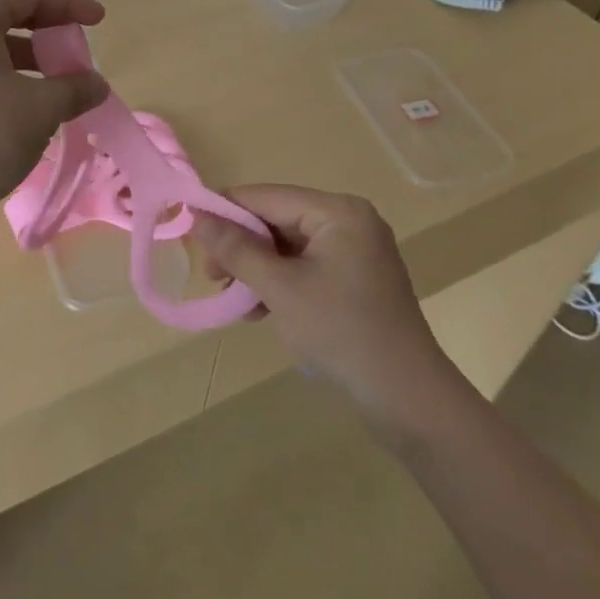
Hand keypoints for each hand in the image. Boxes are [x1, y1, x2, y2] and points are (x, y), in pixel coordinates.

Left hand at [0, 0, 111, 234]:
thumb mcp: (40, 110)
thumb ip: (74, 88)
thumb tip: (95, 85)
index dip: (69, 1)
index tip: (99, 21)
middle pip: (5, 11)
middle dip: (48, 27)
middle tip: (78, 50)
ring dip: (28, 55)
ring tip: (59, 84)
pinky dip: (5, 75)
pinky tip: (26, 106)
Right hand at [191, 185, 467, 447]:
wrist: (410, 401)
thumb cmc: (343, 333)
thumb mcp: (281, 289)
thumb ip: (236, 249)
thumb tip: (195, 216)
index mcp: (337, 211)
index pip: (266, 196)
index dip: (224, 211)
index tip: (190, 233)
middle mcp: (347, 220)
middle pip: (276, 220)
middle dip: (241, 247)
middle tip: (211, 276)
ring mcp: (353, 250)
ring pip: (286, 246)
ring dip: (256, 270)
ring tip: (232, 300)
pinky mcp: (353, 279)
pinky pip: (303, 266)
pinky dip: (278, 283)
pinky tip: (257, 311)